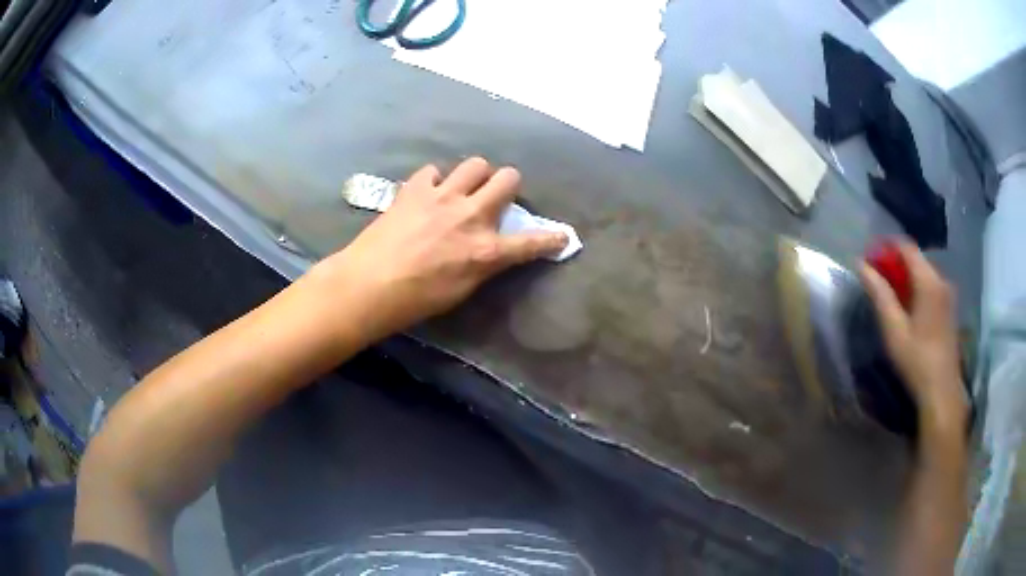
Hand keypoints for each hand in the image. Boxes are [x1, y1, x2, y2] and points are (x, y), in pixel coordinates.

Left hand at [314, 158, 567, 340]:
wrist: (370, 284)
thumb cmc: (416, 299)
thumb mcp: (461, 290)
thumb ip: (483, 264)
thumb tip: (492, 250)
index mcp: (486, 250)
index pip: (531, 242)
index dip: (551, 239)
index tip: (562, 237)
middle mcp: (471, 215)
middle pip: (508, 179)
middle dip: (509, 186)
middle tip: (496, 198)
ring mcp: (443, 196)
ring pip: (476, 164)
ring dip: (476, 176)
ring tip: (464, 190)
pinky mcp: (416, 188)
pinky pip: (434, 171)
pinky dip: (436, 181)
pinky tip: (428, 195)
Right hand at [860, 241, 968, 436]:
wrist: (942, 390)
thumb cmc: (916, 360)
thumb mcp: (894, 330)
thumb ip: (879, 294)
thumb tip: (861, 265)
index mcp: (928, 281)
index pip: (907, 247)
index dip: (888, 247)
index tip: (871, 256)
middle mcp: (941, 280)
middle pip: (917, 259)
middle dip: (896, 262)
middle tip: (878, 278)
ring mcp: (948, 294)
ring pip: (925, 272)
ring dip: (907, 276)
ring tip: (891, 293)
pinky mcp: (950, 308)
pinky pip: (931, 286)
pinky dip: (917, 287)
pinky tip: (909, 307)